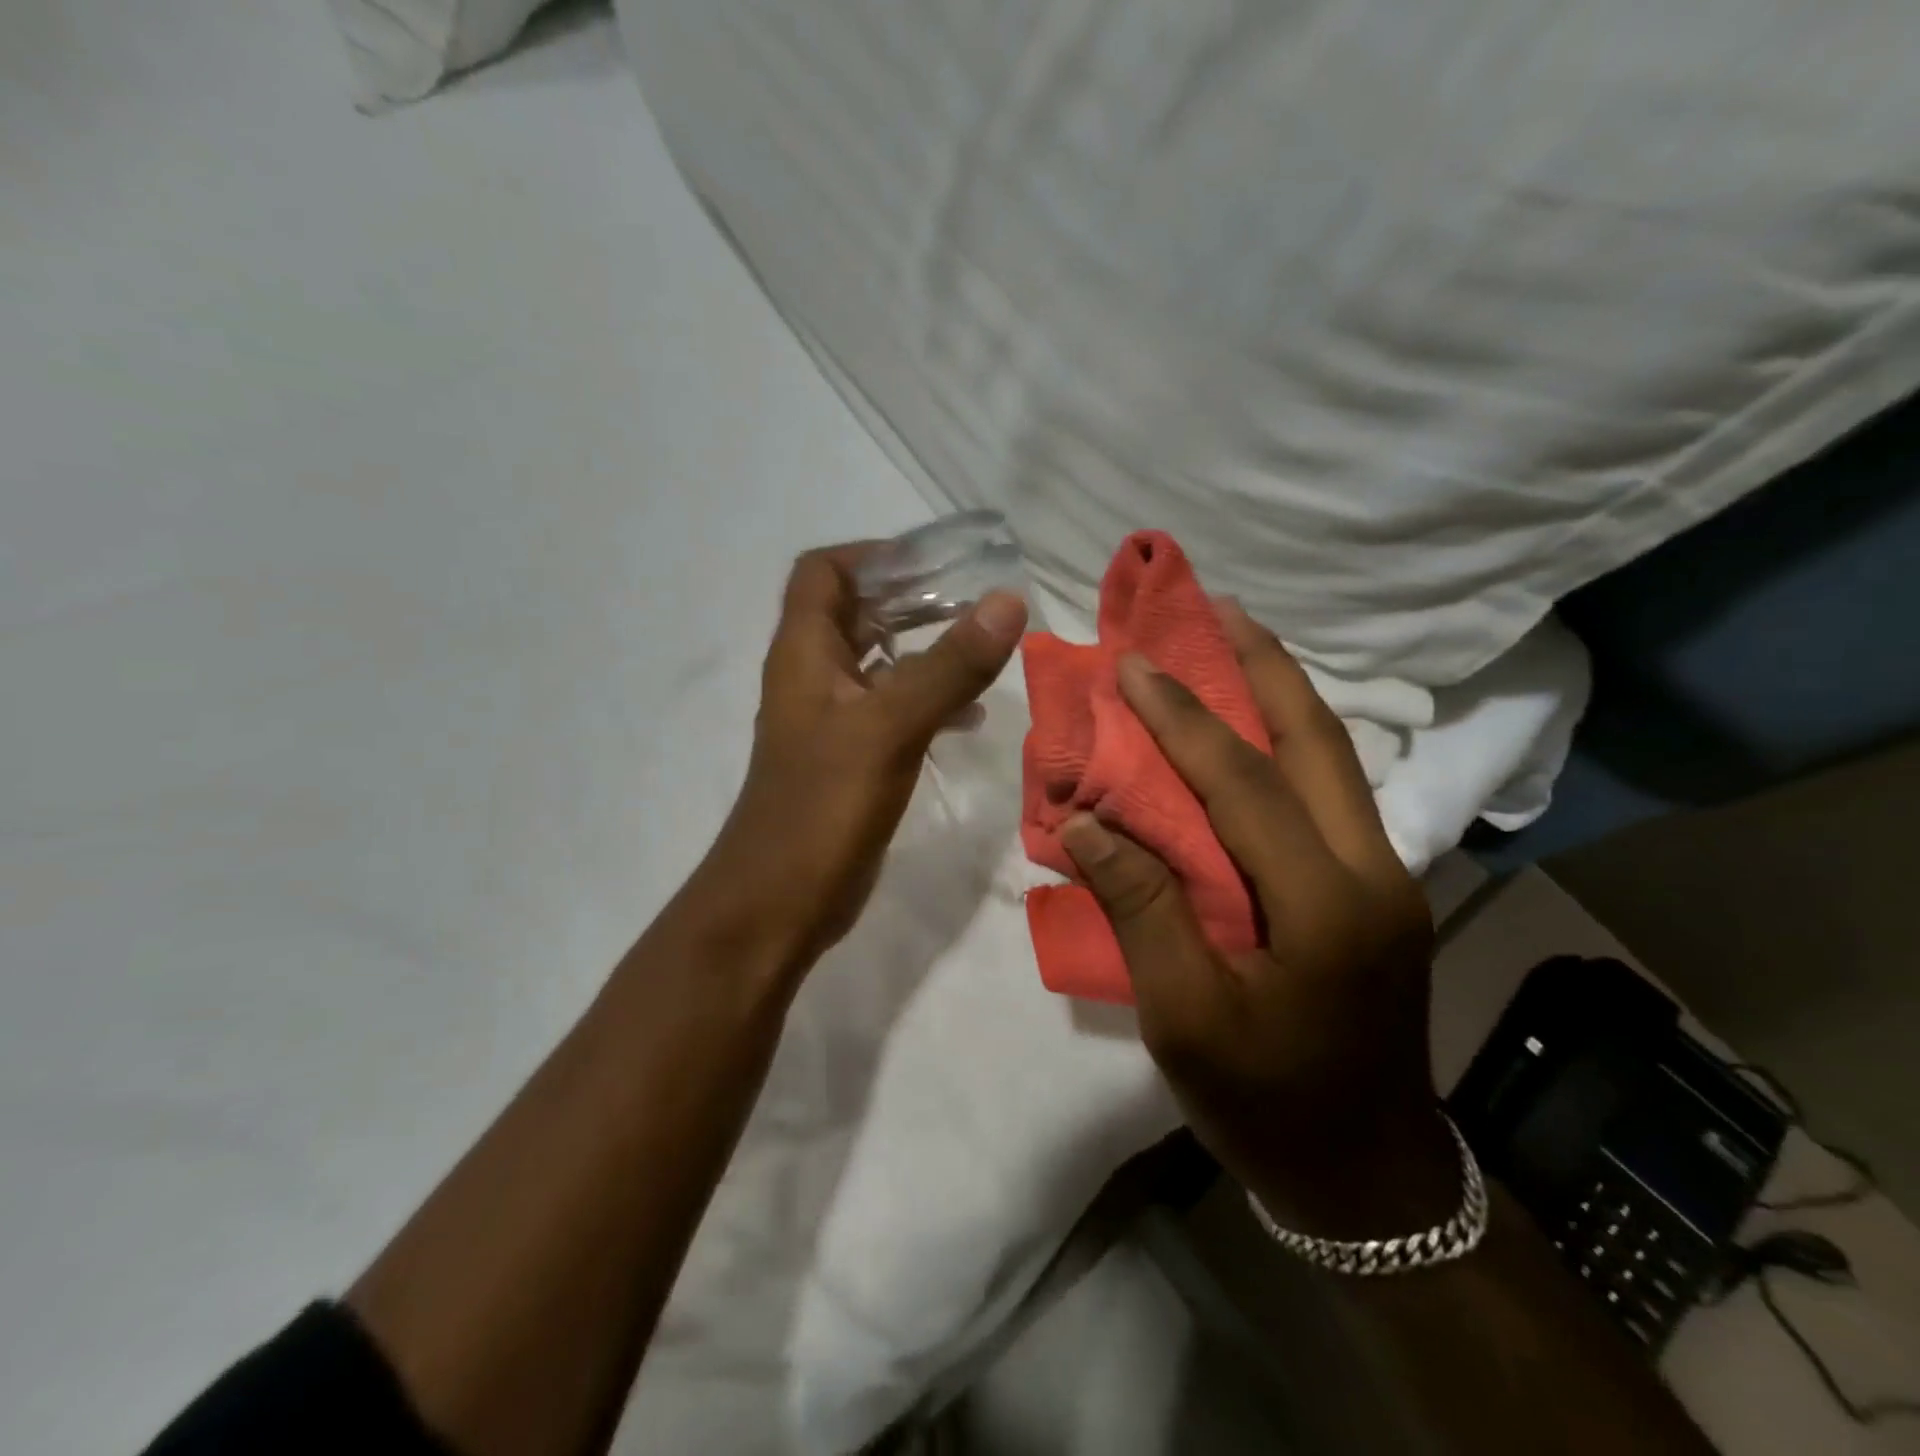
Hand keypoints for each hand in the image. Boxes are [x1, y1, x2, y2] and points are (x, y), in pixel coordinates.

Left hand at [690, 543, 1025, 976]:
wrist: (778, 902)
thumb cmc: (823, 807)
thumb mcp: (891, 728)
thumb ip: (949, 666)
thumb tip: (1007, 601)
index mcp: (804, 652)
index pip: (823, 572)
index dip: (873, 555)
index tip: (934, 562)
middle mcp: (812, 676)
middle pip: (856, 612)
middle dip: (912, 599)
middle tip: (974, 599)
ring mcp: (829, 721)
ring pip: (878, 663)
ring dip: (924, 649)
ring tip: (982, 649)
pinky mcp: (848, 759)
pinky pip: (889, 710)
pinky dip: (925, 699)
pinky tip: (968, 716)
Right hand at [1061, 600, 1453, 1237]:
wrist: (1367, 1177)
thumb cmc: (1265, 1104)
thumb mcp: (1185, 1018)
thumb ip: (1141, 909)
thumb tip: (1089, 822)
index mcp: (1326, 908)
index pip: (1245, 785)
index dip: (1183, 719)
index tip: (1134, 665)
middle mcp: (1372, 873)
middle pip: (1318, 743)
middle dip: (1263, 667)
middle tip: (1216, 610)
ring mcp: (1386, 878)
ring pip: (1333, 760)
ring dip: (1282, 695)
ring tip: (1236, 643)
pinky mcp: (1376, 891)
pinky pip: (1328, 792)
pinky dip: (1286, 744)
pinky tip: (1252, 728)